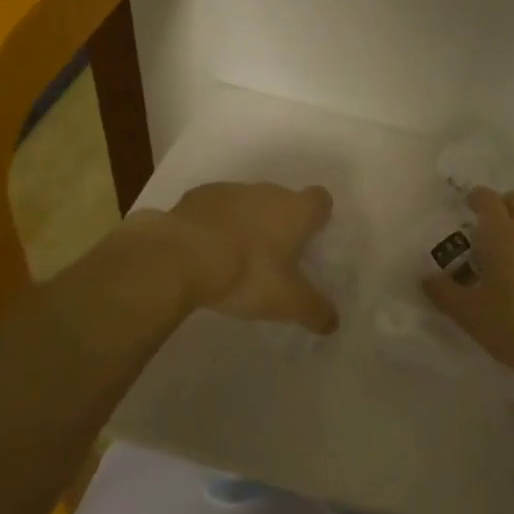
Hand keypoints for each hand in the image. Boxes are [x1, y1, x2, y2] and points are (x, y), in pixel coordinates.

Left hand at [163, 182, 338, 331]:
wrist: (179, 256)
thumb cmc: (246, 273)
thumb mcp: (287, 301)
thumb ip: (315, 311)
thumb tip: (333, 323)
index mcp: (296, 211)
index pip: (320, 200)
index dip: (318, 217)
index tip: (310, 240)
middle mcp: (267, 192)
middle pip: (283, 200)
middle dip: (280, 223)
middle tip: (274, 258)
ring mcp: (229, 191)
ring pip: (247, 203)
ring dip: (246, 223)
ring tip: (235, 257)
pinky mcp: (195, 197)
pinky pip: (214, 209)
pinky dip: (214, 224)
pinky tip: (204, 251)